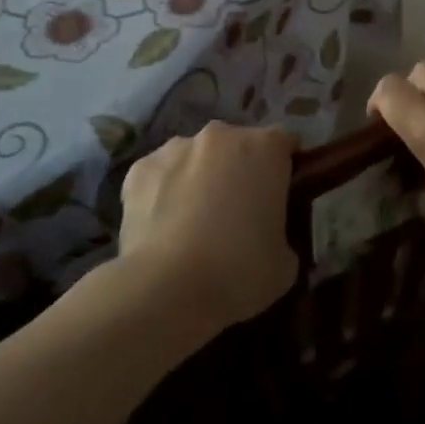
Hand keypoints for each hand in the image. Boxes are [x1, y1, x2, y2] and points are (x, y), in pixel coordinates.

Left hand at [117, 121, 298, 331]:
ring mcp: (176, 147)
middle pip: (237, 146)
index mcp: (265, 148)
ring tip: (194, 222)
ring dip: (200, 177)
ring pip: (195, 157)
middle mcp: (221, 135)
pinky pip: (160, 175)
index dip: (284, 169)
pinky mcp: (139, 168)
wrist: (166, 288)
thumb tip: (269, 237)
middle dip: (239, 170)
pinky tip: (163, 227)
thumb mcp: (285, 261)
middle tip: (238, 213)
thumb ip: (282, 233)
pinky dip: (164, 192)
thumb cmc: (239, 270)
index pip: (285, 144)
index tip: (280, 197)